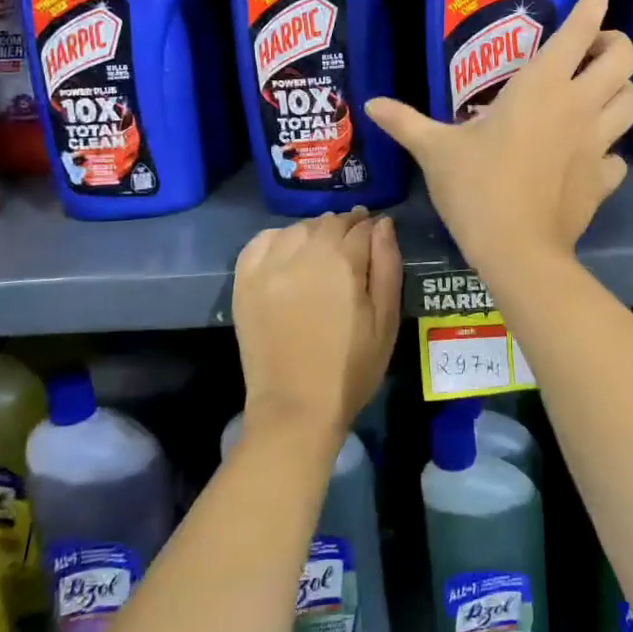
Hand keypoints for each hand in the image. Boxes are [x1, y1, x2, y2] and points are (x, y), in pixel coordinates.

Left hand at [231, 209, 401, 441]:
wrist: (296, 408)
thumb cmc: (351, 368)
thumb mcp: (386, 320)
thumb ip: (387, 265)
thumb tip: (382, 224)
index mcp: (342, 263)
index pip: (360, 227)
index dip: (371, 227)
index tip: (375, 233)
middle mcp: (302, 254)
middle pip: (328, 223)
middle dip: (345, 227)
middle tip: (352, 243)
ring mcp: (268, 267)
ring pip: (297, 228)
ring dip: (314, 232)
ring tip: (322, 250)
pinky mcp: (244, 282)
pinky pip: (261, 242)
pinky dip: (278, 239)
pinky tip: (288, 253)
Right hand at [365, 0, 632, 277]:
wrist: (517, 251)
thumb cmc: (476, 189)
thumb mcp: (435, 151)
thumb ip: (406, 122)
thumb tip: (370, 103)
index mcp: (541, 87)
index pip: (581, 29)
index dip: (595, 0)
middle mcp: (579, 106)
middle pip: (624, 58)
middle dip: (616, 44)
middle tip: (592, 52)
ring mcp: (599, 143)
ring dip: (621, 91)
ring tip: (598, 95)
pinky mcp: (605, 179)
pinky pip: (620, 155)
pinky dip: (611, 150)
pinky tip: (590, 156)